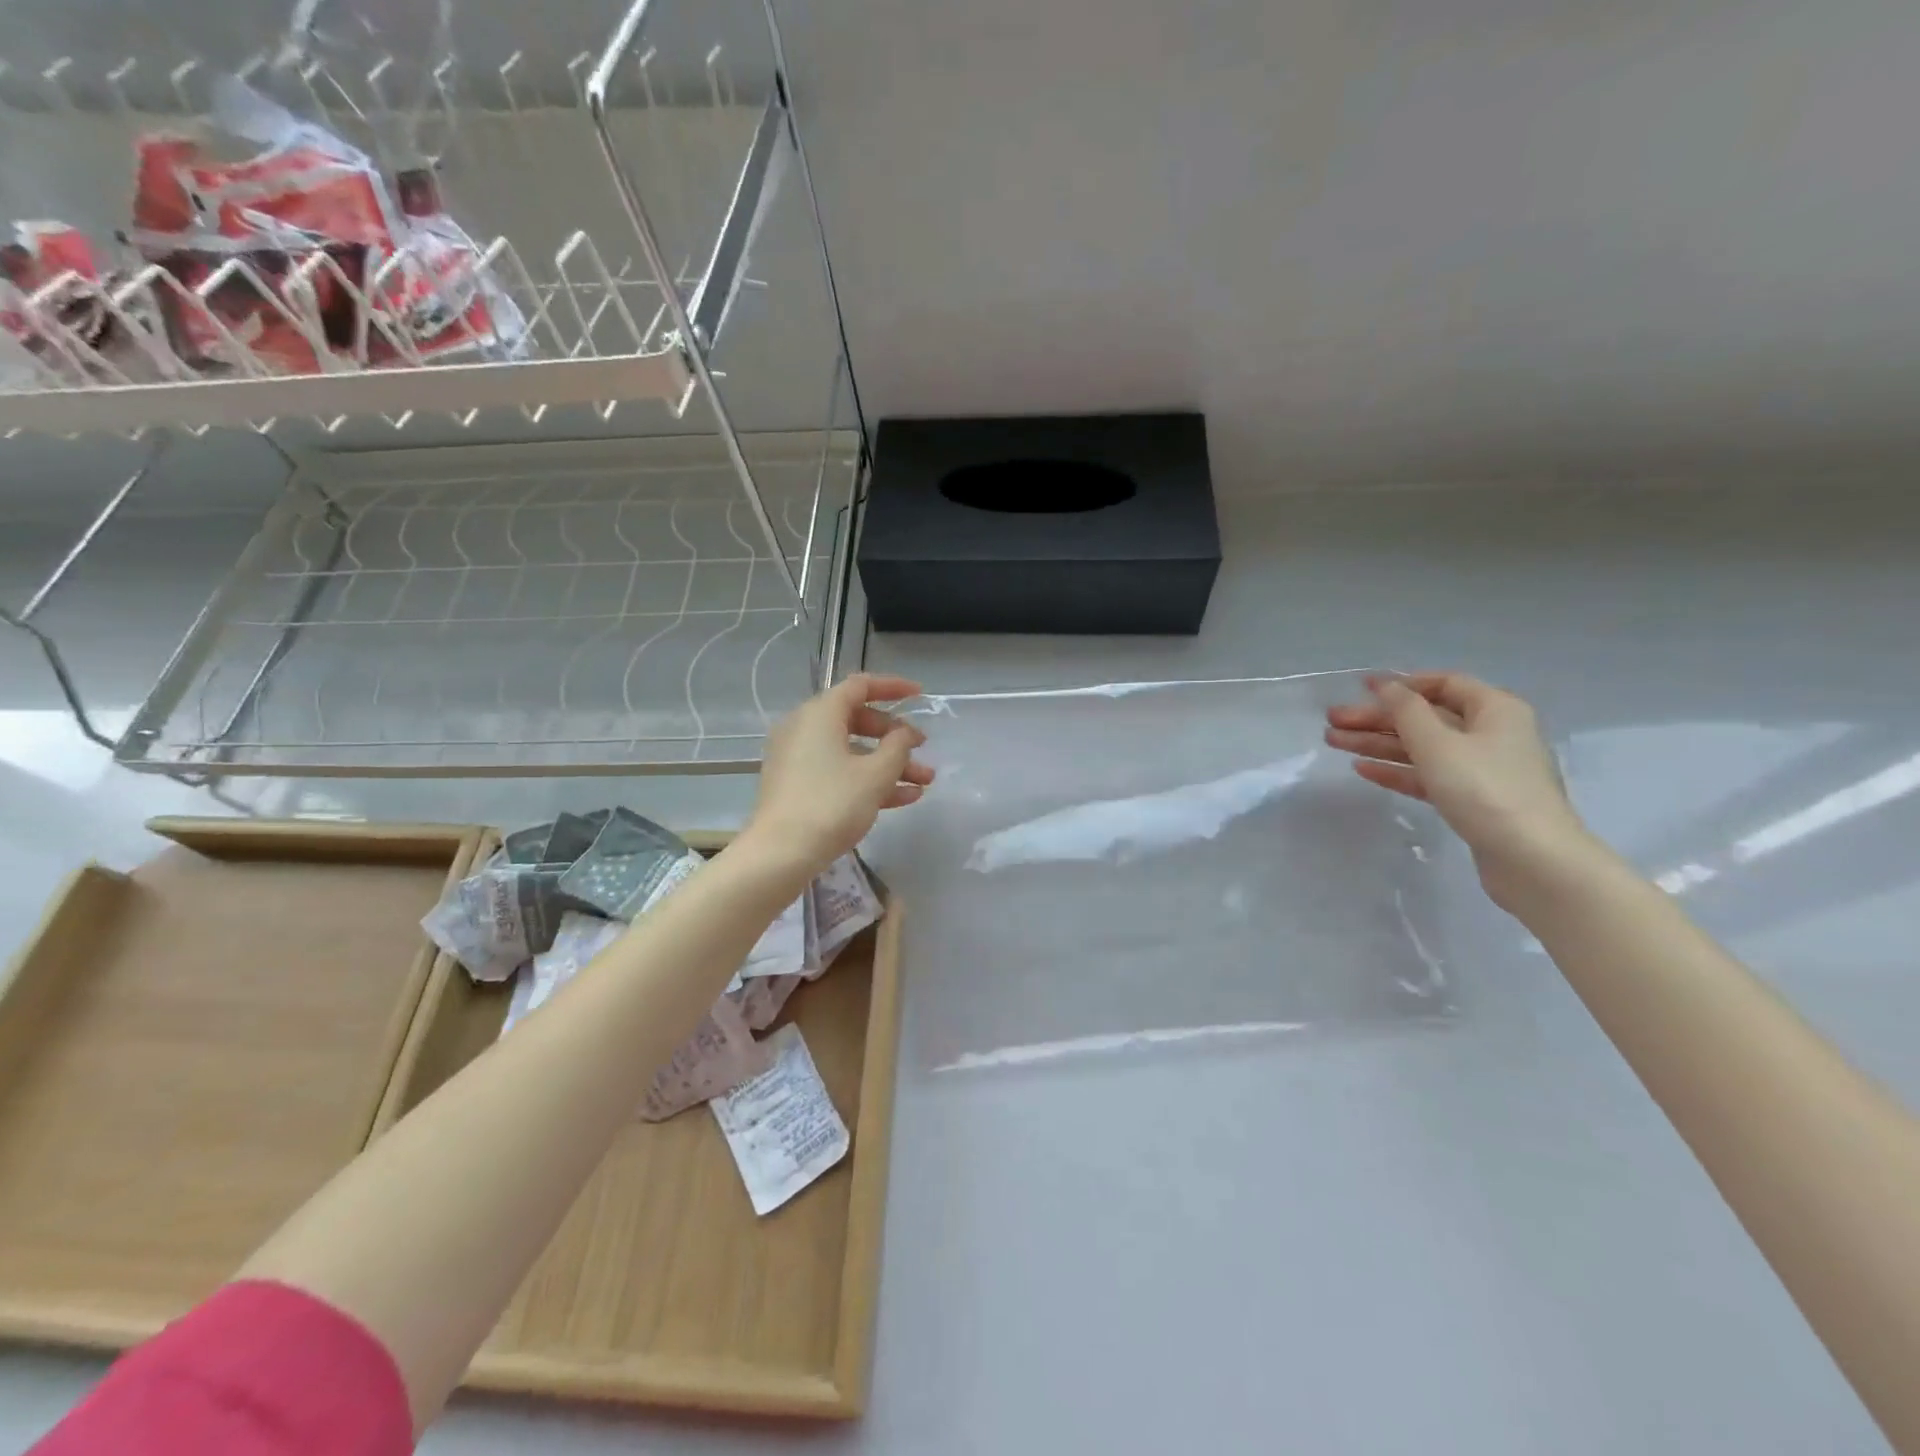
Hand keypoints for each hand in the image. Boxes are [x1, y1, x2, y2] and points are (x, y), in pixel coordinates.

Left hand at [746, 673, 934, 874]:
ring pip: (851, 751)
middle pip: (857, 720)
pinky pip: (838, 771)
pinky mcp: (796, 785)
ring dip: (888, 764)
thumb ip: (898, 746)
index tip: (920, 696)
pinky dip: (868, 779)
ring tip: (924, 782)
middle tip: (922, 749)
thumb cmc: (832, 804)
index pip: (860, 686)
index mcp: (820, 714)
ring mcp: (798, 758)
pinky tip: (903, 799)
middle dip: (895, 737)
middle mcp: (804, 728)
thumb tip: (904, 732)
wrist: (781, 853)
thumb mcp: (876, 774)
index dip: (893, 687)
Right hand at [1324, 672, 1593, 908]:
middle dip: (1378, 718)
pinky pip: (1427, 775)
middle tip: (1333, 721)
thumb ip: (1406, 711)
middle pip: (1426, 717)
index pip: (1443, 683)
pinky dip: (1396, 770)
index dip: (1401, 684)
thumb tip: (1386, 685)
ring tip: (1335, 742)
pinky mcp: (1472, 800)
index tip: (1360, 689)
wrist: (1532, 860)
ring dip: (1378, 743)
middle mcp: (1491, 733)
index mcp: (1494, 709)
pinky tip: (1363, 769)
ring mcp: (1482, 769)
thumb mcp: (1438, 744)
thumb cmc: (1484, 789)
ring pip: (1422, 747)